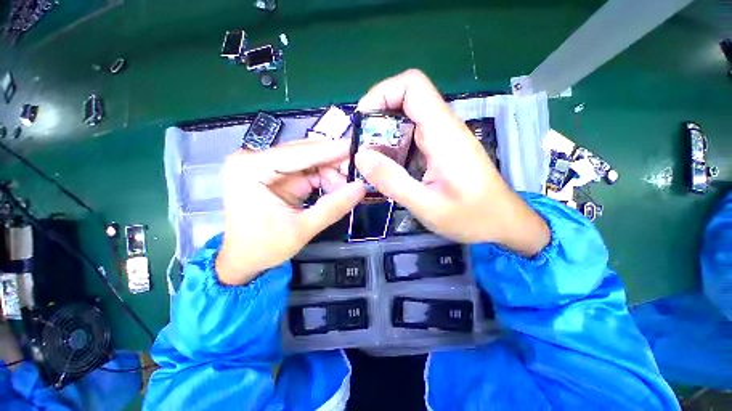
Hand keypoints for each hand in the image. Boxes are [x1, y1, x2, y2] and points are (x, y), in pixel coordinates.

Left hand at [216, 140, 365, 285]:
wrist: (243, 259)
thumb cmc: (264, 247)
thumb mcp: (302, 229)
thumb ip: (333, 208)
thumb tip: (361, 188)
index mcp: (252, 169)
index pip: (299, 153)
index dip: (332, 149)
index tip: (358, 145)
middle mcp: (255, 159)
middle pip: (305, 153)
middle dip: (333, 164)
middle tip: (356, 176)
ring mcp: (265, 165)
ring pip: (309, 160)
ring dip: (330, 173)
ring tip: (344, 190)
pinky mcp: (276, 174)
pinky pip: (307, 170)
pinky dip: (324, 179)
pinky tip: (334, 190)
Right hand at [355, 69, 548, 255]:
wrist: (504, 224)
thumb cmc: (472, 217)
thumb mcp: (427, 206)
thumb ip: (393, 181)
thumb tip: (361, 156)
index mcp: (443, 134)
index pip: (412, 86)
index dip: (382, 93)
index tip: (362, 121)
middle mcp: (443, 129)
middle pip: (405, 102)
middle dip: (376, 120)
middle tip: (360, 149)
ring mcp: (443, 140)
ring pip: (406, 122)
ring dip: (383, 137)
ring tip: (369, 162)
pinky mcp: (441, 151)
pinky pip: (412, 139)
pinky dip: (393, 149)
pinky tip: (387, 170)